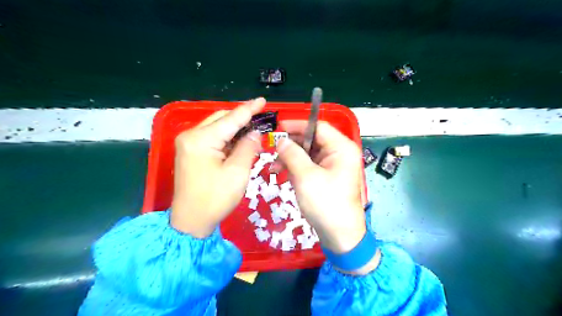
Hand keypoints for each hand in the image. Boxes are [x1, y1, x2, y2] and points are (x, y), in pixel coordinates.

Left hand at [171, 97, 266, 238]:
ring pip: (216, 128)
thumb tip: (255, 132)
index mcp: (201, 139)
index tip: (263, 100)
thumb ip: (248, 147)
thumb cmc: (215, 199)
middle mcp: (191, 136)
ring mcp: (188, 144)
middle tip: (261, 120)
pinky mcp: (190, 152)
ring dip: (235, 129)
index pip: (231, 119)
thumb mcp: (237, 172)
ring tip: (253, 131)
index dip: (249, 109)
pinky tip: (239, 142)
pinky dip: (227, 138)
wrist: (191, 221)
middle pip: (221, 119)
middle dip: (242, 119)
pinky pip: (212, 138)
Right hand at [275, 119, 371, 261]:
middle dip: (292, 145)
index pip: (318, 127)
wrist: (339, 236)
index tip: (278, 128)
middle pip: (312, 140)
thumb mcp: (305, 176)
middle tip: (273, 150)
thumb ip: (292, 154)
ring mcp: (334, 166)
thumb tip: (281, 140)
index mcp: (342, 148)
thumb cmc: (325, 204)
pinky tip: (283, 175)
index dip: (297, 125)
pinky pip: (310, 165)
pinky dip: (296, 168)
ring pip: (309, 153)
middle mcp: (340, 153)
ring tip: (274, 168)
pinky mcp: (327, 176)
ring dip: (291, 158)